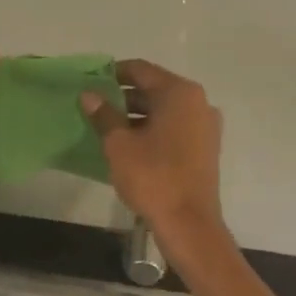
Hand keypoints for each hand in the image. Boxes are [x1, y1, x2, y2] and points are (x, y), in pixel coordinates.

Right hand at [81, 59, 227, 247]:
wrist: (189, 224)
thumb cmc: (152, 177)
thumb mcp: (119, 144)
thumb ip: (104, 115)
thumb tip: (89, 95)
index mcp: (179, 93)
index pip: (141, 70)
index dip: (113, 73)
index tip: (91, 82)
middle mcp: (198, 102)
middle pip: (154, 89)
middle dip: (124, 96)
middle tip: (95, 106)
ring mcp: (205, 126)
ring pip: (165, 110)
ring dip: (137, 114)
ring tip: (108, 127)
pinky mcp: (206, 147)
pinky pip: (175, 127)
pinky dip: (153, 129)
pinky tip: (130, 144)